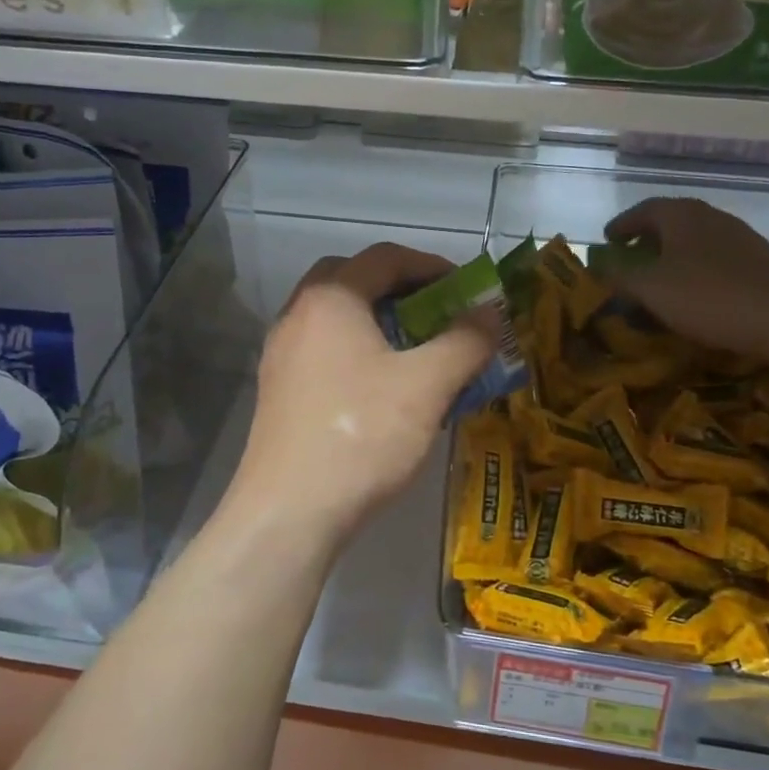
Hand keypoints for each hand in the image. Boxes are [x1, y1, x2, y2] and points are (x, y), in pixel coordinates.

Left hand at [224, 243, 495, 547]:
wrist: (289, 512)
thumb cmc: (362, 435)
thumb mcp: (427, 385)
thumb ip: (465, 341)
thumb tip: (490, 314)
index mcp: (331, 299)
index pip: (384, 258)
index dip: (432, 265)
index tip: (466, 288)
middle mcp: (298, 315)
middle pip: (352, 280)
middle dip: (399, 288)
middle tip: (435, 312)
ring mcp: (282, 354)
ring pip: (336, 318)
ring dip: (377, 321)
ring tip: (415, 351)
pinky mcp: (278, 391)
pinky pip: (324, 351)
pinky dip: (357, 352)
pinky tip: (383, 389)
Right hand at [602, 197, 768, 355]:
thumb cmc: (709, 296)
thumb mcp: (651, 289)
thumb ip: (620, 277)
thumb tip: (599, 269)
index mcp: (682, 215)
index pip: (644, 209)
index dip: (622, 225)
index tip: (607, 240)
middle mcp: (712, 217)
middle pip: (672, 221)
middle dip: (648, 239)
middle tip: (631, 258)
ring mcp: (741, 238)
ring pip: (696, 240)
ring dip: (674, 255)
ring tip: (661, 279)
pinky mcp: (760, 263)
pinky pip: (717, 259)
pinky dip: (697, 270)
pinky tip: (696, 294)